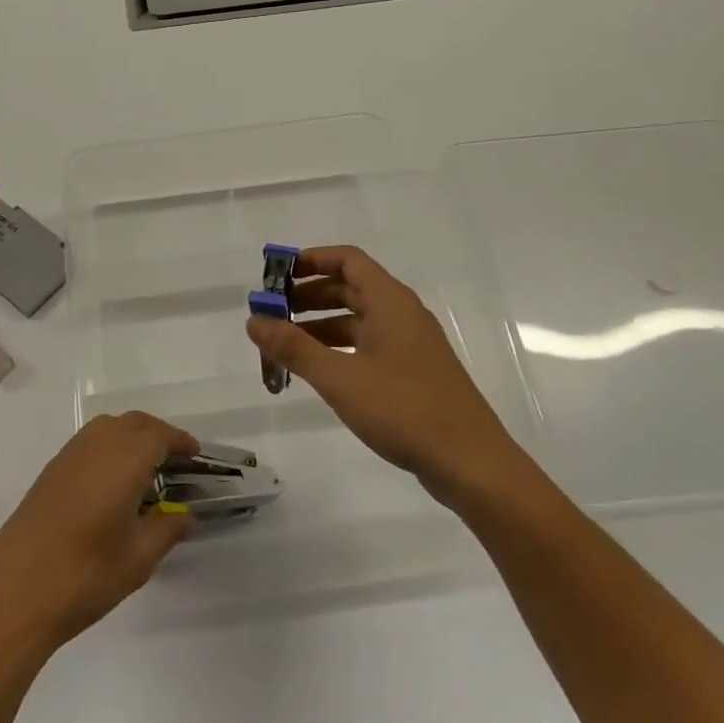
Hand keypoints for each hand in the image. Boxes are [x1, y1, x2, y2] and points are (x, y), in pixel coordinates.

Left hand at [0, 412, 197, 653]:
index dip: (179, 441)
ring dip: (130, 437)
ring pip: (107, 428)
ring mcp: (67, 457)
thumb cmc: (86, 576)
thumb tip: (185, 515)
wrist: (14, 595)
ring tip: (144, 470)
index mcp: (124, 461)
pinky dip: (107, 448)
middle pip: (133, 423)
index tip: (195, 454)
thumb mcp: (139, 559)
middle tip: (174, 460)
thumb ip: (167, 529)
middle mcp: (96, 447)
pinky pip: (86, 443)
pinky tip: (110, 485)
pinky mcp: (48, 473)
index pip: (159, 435)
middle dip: (157, 434)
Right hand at [245, 245, 519, 509]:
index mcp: (390, 302)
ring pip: (358, 320)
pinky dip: (339, 348)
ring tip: (285, 345)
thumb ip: (294, 348)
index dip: (311, 260)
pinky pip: (368, 345)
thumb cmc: (403, 409)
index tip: (277, 276)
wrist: (469, 462)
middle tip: (272, 313)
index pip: (348, 260)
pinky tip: (318, 370)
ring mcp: (410, 344)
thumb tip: (254, 320)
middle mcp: (402, 314)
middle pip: (350, 288)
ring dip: (320, 325)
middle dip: (308, 296)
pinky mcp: (413, 372)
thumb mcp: (340, 378)